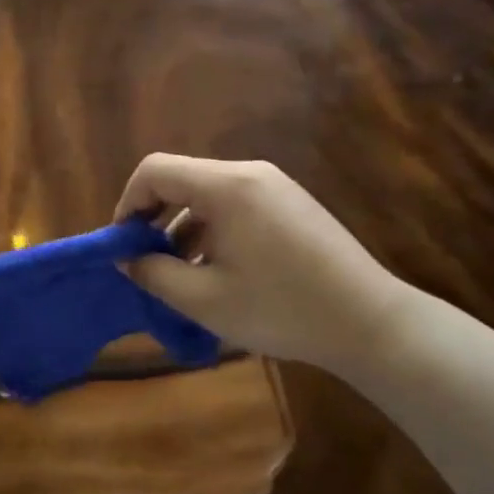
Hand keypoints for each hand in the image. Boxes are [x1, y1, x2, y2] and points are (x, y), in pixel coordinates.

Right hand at [114, 155, 412, 370]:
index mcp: (226, 186)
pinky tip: (218, 270)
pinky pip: (235, 205)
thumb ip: (154, 274)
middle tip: (146, 262)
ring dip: (183, 227)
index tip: (123, 245)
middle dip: (154, 218)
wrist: (370, 323)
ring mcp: (275, 186)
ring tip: (181, 275)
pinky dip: (213, 229)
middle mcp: (249, 173)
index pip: (155, 170)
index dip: (127, 203)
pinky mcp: (291, 204)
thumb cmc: (281, 309)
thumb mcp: (205, 299)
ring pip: (208, 194)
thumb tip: (126, 258)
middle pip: (181, 179)